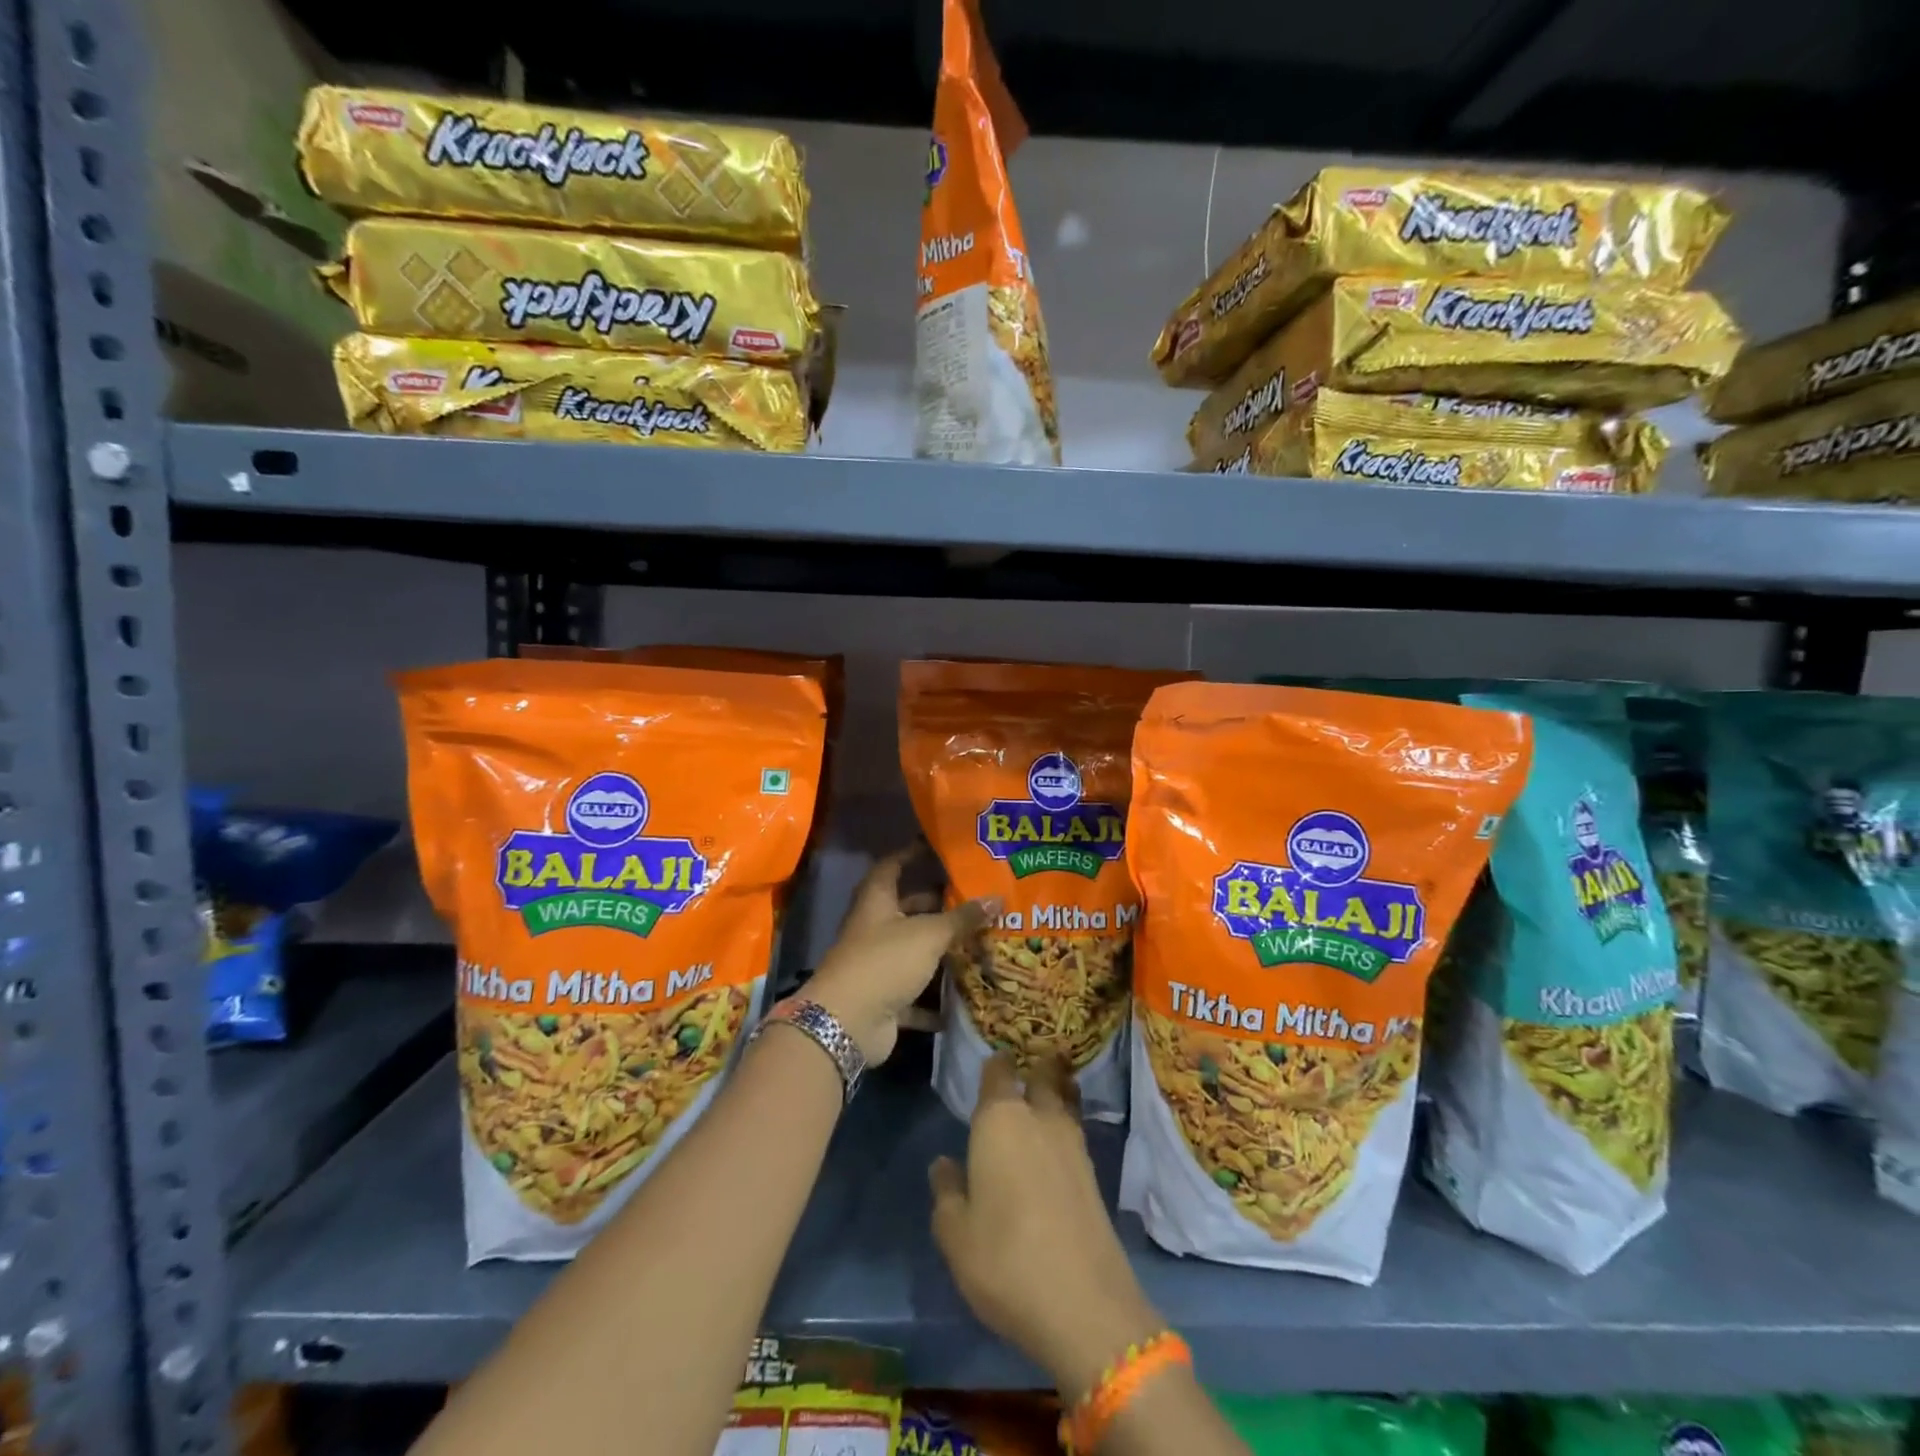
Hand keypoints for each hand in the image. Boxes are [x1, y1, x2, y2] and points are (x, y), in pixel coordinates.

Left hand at [806, 848, 991, 1064]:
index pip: (891, 866)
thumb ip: (962, 918)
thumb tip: (998, 898)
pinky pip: (914, 995)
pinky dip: (935, 999)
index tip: (936, 848)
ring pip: (913, 952)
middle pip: (906, 910)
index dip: (911, 854)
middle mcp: (874, 929)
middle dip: (936, 905)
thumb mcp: (929, 935)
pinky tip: (963, 997)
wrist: (847, 1023)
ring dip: (939, 951)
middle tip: (972, 899)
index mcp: (876, 902)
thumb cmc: (885, 962)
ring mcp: (877, 966)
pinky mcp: (884, 998)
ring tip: (978, 941)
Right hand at [929, 1056, 1162, 1400]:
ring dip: (1058, 1090)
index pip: (998, 1071)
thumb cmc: (1005, 1260)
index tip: (991, 1061)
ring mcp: (1073, 1143)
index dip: (995, 1064)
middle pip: (1042, 1075)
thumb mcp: (955, 1234)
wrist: (1085, 1304)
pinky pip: (1076, 1129)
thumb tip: (944, 1163)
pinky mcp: (1094, 1173)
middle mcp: (1039, 1118)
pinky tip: (1056, 1143)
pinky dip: (1068, 1123)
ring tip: (1047, 1092)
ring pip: (1064, 1099)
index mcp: (1000, 1120)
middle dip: (1036, 1066)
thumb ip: (946, 1192)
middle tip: (1026, 1067)